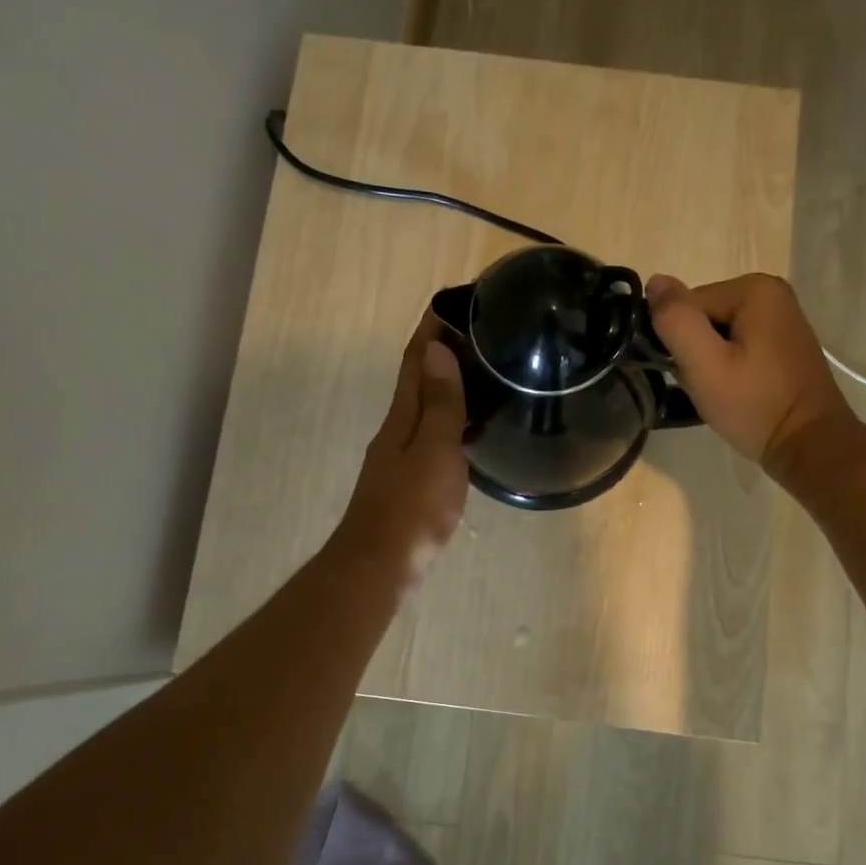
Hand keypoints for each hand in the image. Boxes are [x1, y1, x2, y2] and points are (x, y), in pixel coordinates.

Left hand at [335, 313, 468, 583]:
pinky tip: (470, 427)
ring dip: (448, 384)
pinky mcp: (409, 480)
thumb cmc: (413, 506)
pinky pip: (433, 434)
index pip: (416, 359)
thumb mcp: (435, 449)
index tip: (455, 301)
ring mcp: (401, 456)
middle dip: (443, 351)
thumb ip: (440, 402)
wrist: (381, 563)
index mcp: (403, 415)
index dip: (432, 328)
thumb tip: (437, 348)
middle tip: (482, 333)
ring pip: (426, 407)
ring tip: (484, 372)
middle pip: (418, 379)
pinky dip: (451, 419)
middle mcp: (398, 428)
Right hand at [646, 272, 856, 481]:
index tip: (690, 374)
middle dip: (694, 352)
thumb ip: (676, 321)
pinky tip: (736, 390)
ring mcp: (780, 318)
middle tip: (707, 387)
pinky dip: (728, 367)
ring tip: (721, 392)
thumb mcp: (705, 365)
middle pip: (702, 317)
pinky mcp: (782, 343)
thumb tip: (654, 281)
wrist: (809, 445)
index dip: (678, 342)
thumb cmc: (755, 405)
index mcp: (754, 289)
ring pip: (717, 334)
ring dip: (709, 362)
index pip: (686, 306)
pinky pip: (737, 345)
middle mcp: (771, 293)